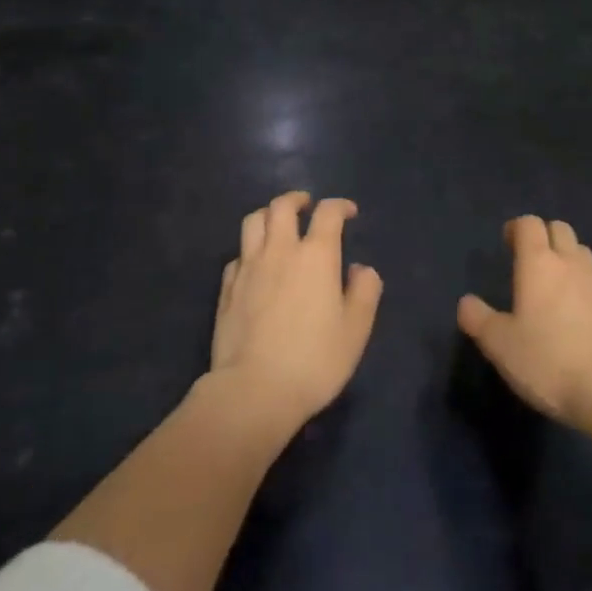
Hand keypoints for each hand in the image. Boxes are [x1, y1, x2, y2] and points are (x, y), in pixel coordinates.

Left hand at [207, 191, 382, 432]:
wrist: (254, 391)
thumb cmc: (314, 360)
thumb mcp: (355, 330)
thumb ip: (364, 292)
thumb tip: (361, 269)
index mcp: (316, 255)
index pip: (328, 213)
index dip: (339, 206)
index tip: (349, 212)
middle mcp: (280, 251)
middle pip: (282, 206)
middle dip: (297, 199)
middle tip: (307, 206)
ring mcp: (248, 267)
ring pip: (253, 221)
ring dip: (268, 215)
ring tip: (278, 225)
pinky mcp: (226, 288)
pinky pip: (238, 255)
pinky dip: (250, 250)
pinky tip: (256, 265)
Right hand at [457, 215, 591, 431]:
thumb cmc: (548, 361)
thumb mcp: (500, 345)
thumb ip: (479, 319)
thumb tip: (466, 302)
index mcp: (538, 263)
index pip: (529, 224)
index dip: (517, 228)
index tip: (507, 243)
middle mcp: (570, 264)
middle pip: (560, 229)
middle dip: (544, 236)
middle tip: (529, 261)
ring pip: (582, 253)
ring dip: (567, 258)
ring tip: (554, 285)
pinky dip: (585, 287)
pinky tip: (578, 315)